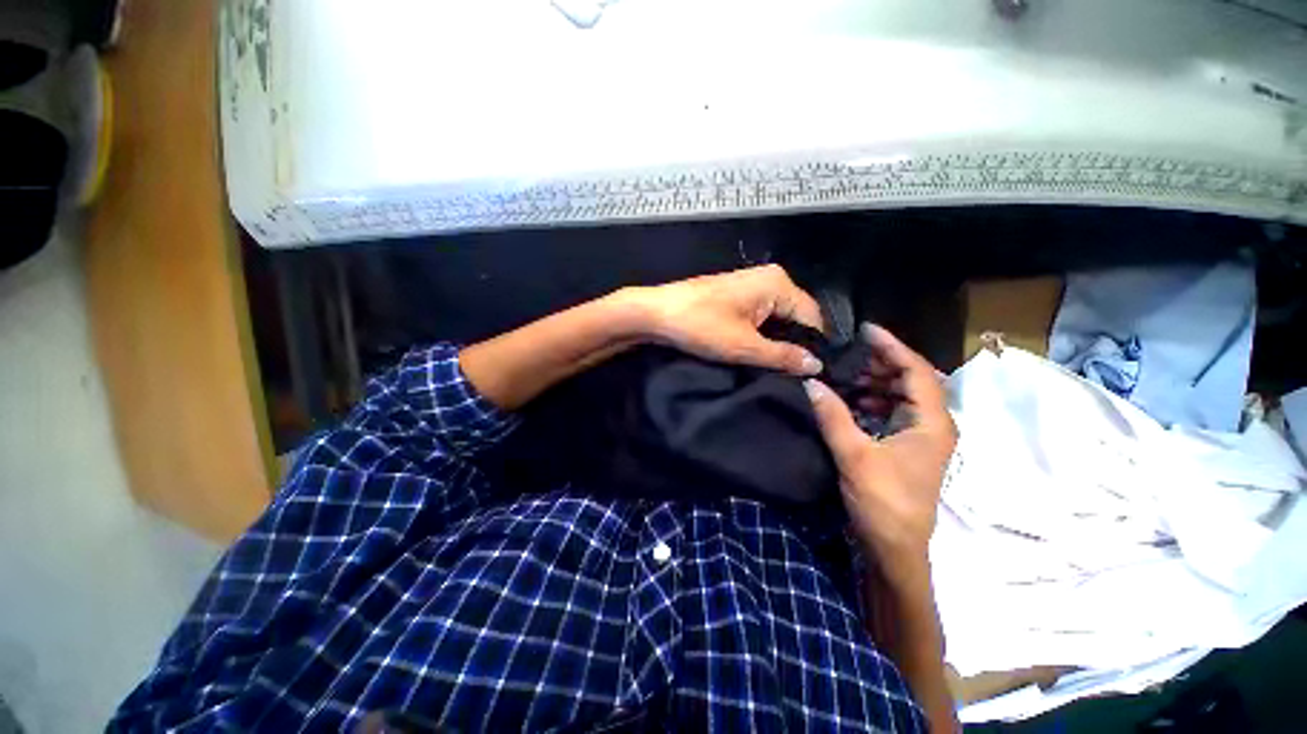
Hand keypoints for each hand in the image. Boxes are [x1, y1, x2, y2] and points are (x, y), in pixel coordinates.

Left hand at [627, 264, 825, 375]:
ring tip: (774, 367)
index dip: (811, 346)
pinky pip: (760, 316)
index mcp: (778, 283)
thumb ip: (783, 356)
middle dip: (793, 344)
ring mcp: (751, 285)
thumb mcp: (744, 346)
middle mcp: (769, 278)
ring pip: (776, 318)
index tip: (809, 374)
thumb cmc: (701, 326)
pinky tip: (756, 352)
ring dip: (775, 341)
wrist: (655, 314)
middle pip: (795, 316)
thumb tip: (816, 365)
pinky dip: (760, 333)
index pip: (812, 317)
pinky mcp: (735, 294)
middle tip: (791, 374)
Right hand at [804, 325, 956, 576]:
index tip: (866, 330)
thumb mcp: (854, 455)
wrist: (896, 549)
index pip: (917, 371)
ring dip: (875, 383)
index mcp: (932, 423)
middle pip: (912, 380)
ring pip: (902, 396)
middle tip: (848, 354)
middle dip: (881, 363)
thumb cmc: (884, 502)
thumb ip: (833, 415)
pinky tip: (850, 400)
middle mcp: (933, 425)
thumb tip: (811, 382)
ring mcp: (921, 437)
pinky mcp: (907, 447)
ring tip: (844, 375)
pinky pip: (893, 412)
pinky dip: (872, 401)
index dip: (892, 347)